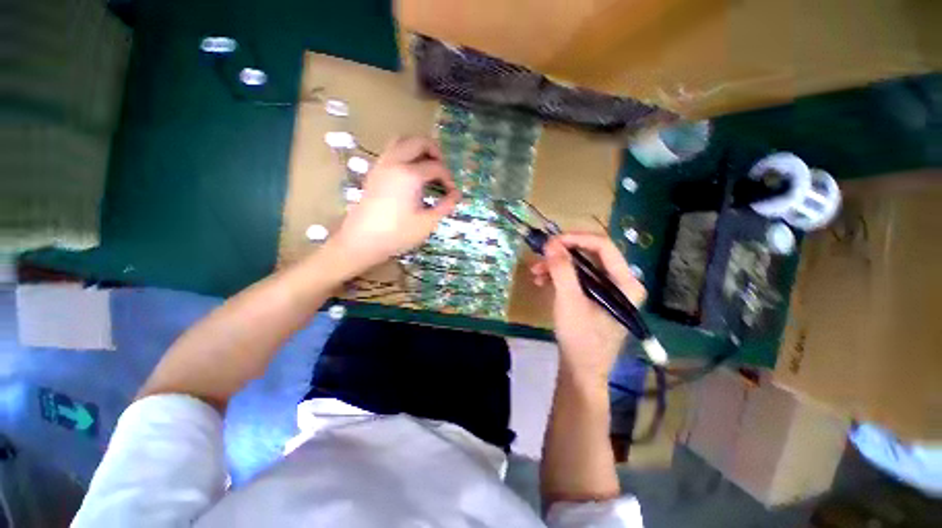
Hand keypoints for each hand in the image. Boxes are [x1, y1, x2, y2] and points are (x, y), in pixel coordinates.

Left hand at [331, 136, 459, 273]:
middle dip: (435, 152)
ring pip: (402, 141)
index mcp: (409, 174)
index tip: (453, 194)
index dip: (448, 179)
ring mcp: (381, 165)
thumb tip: (457, 196)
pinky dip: (405, 154)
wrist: (361, 241)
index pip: (436, 167)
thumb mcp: (427, 223)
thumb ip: (445, 206)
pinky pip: (391, 151)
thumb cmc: (397, 234)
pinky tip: (411, 175)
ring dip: (418, 148)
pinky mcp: (374, 172)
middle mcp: (394, 162)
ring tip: (427, 167)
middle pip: (418, 141)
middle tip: (442, 171)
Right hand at [531, 233, 645, 381]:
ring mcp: (608, 290)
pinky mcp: (595, 297)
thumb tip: (551, 243)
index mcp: (626, 282)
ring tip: (535, 273)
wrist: (580, 371)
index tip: (550, 242)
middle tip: (540, 256)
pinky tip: (542, 282)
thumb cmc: (581, 338)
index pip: (603, 246)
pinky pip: (576, 278)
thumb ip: (562, 270)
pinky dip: (559, 277)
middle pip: (590, 254)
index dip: (575, 239)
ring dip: (556, 266)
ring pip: (580, 266)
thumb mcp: (569, 301)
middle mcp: (621, 282)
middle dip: (562, 254)